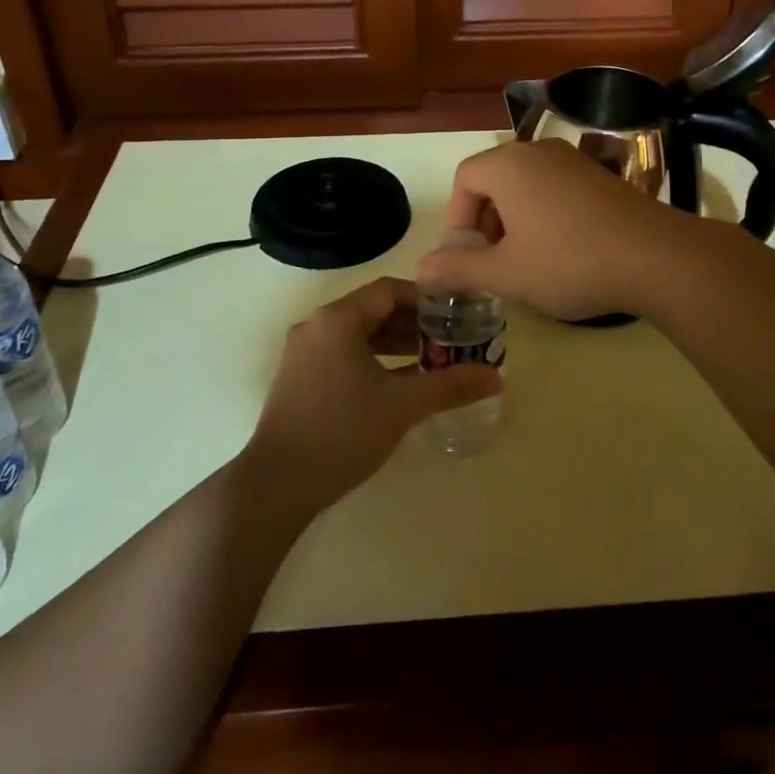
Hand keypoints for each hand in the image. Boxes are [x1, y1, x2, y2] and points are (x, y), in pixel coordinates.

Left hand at [243, 278, 502, 511]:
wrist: (278, 483)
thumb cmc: (343, 431)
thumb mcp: (403, 405)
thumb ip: (450, 385)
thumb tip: (496, 377)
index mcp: (339, 319)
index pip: (388, 290)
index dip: (425, 298)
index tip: (454, 314)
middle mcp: (317, 325)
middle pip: (372, 309)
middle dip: (412, 323)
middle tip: (447, 340)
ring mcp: (303, 352)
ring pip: (356, 333)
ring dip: (392, 343)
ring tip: (427, 362)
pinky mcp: (298, 377)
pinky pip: (341, 353)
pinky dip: (371, 359)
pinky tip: (395, 384)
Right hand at [415, 140, 687, 321]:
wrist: (655, 256)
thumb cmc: (569, 261)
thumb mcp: (506, 273)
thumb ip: (459, 268)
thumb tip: (421, 268)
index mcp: (508, 165)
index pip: (464, 178)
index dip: (457, 216)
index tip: (467, 254)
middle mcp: (538, 151)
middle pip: (493, 177)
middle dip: (485, 219)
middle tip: (492, 259)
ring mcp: (573, 159)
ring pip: (525, 182)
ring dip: (514, 217)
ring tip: (525, 257)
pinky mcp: (600, 174)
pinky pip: (555, 186)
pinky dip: (544, 212)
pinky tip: (562, 248)